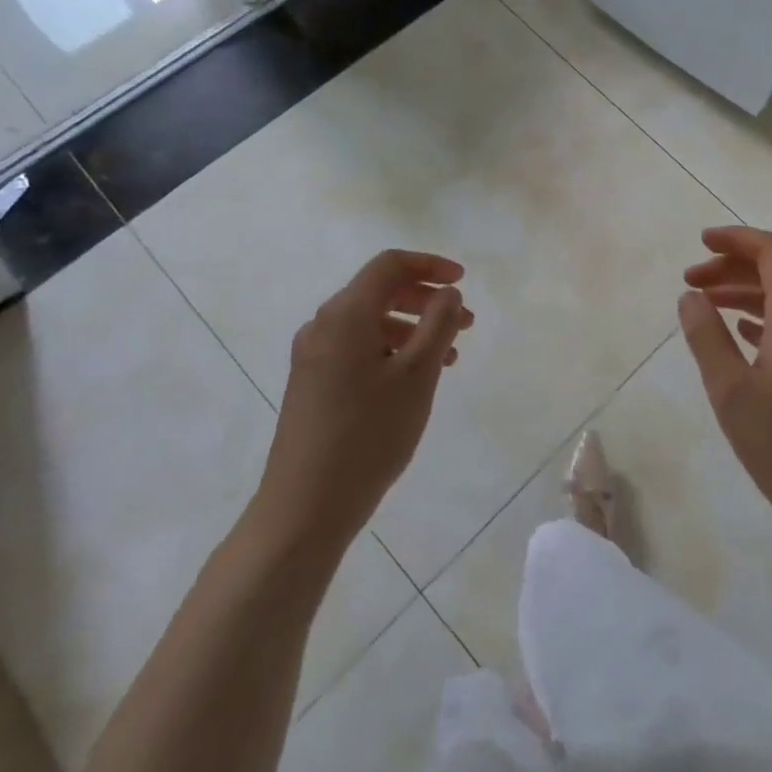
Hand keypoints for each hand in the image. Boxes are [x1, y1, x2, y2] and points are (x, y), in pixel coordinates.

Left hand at [253, 250, 472, 562]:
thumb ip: (438, 324)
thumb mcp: (417, 375)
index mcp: (345, 314)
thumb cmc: (369, 434)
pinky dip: (391, 350)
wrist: (305, 506)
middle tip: (466, 323)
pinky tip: (414, 379)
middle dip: (426, 300)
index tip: (463, 282)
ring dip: (413, 328)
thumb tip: (447, 293)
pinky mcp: (312, 382)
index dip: (430, 265)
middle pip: (379, 291)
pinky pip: (357, 348)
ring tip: (449, 358)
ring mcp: (313, 355)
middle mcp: (323, 325)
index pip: (389, 265)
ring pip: (370, 322)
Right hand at [679, 227, 771, 549]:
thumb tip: (689, 296)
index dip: (736, 239)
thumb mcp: (732, 393)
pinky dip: (762, 318)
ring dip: (745, 294)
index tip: (700, 244)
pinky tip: (741, 335)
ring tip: (706, 307)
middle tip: (691, 283)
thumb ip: (707, 338)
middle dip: (733, 268)